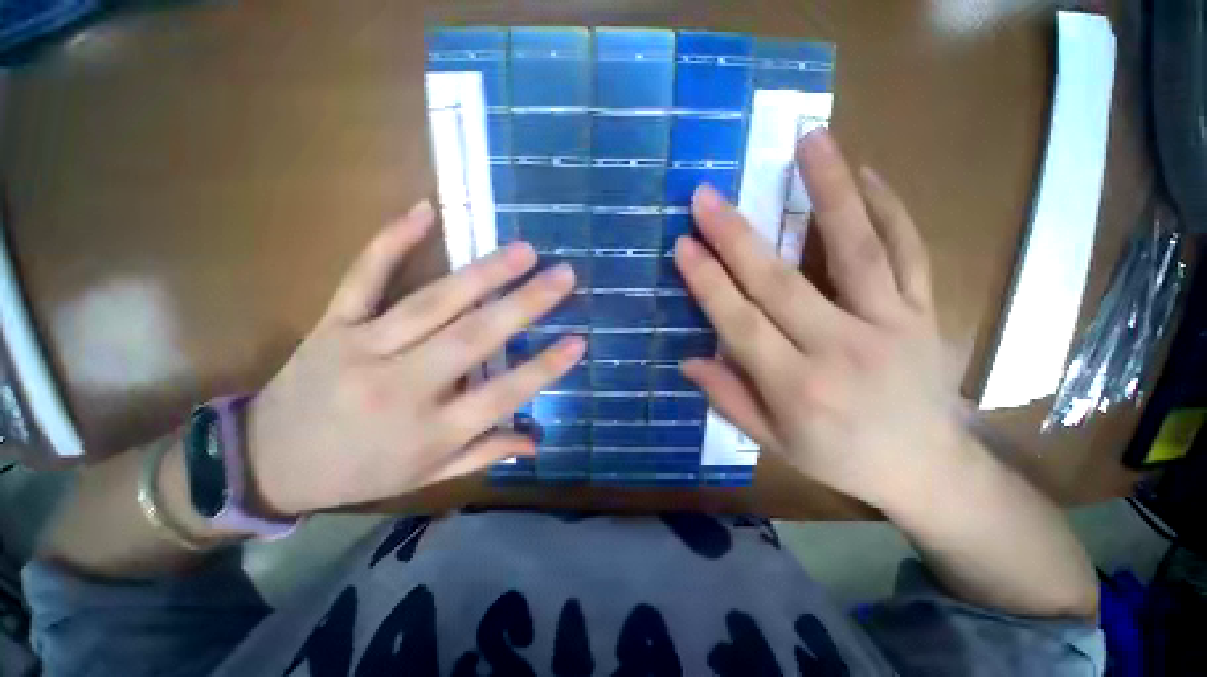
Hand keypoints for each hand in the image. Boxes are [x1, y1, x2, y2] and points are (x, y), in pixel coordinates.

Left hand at [244, 201, 583, 515]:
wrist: (266, 463)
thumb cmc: (357, 472)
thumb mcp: (425, 475)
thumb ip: (484, 453)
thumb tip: (536, 441)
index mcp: (428, 431)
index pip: (500, 396)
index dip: (543, 368)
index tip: (578, 341)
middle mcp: (401, 387)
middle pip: (471, 339)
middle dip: (524, 305)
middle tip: (562, 275)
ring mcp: (362, 349)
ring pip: (431, 304)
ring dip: (482, 274)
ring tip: (523, 251)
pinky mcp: (332, 324)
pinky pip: (363, 277)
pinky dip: (391, 241)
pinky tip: (423, 210)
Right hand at [676, 129, 967, 509]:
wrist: (929, 468)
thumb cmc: (840, 457)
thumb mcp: (774, 442)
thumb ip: (729, 399)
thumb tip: (689, 361)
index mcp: (798, 388)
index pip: (741, 324)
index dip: (709, 283)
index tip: (684, 245)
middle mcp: (842, 350)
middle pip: (781, 282)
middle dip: (737, 237)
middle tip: (707, 197)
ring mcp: (891, 324)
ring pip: (857, 248)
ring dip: (830, 191)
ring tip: (810, 140)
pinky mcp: (925, 311)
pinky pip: (909, 251)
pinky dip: (889, 208)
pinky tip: (867, 172)